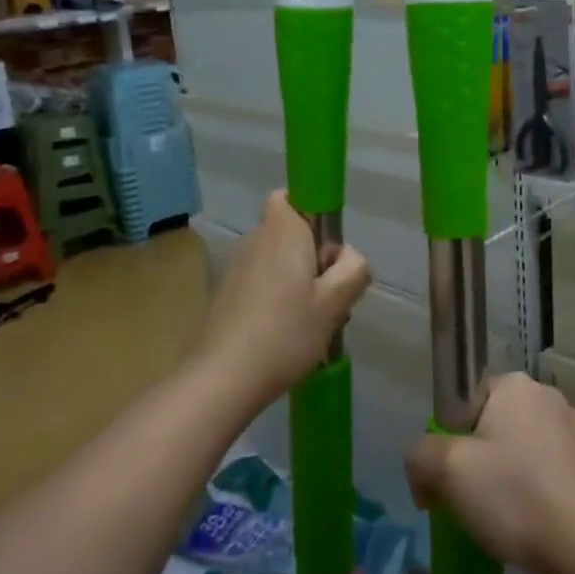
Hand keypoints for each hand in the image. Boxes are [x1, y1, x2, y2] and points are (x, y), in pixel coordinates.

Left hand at [193, 191, 369, 398]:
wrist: (221, 378)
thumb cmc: (285, 333)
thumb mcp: (334, 303)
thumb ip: (353, 270)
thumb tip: (348, 258)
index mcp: (282, 232)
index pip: (291, 195)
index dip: (312, 213)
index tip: (326, 250)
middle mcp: (255, 240)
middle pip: (290, 232)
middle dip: (313, 256)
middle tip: (330, 296)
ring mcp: (236, 268)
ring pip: (277, 260)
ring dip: (298, 282)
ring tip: (311, 323)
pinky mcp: (226, 294)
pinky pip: (262, 282)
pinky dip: (277, 299)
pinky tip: (286, 335)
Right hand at [406, 373, 574, 573]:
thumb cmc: (514, 497)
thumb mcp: (447, 472)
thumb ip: (420, 456)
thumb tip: (423, 470)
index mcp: (516, 386)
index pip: (472, 399)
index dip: (455, 436)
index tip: (453, 476)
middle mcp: (553, 397)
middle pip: (502, 424)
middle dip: (487, 457)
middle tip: (476, 500)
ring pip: (533, 449)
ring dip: (519, 474)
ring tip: (512, 519)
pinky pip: (560, 472)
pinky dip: (548, 491)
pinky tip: (542, 523)